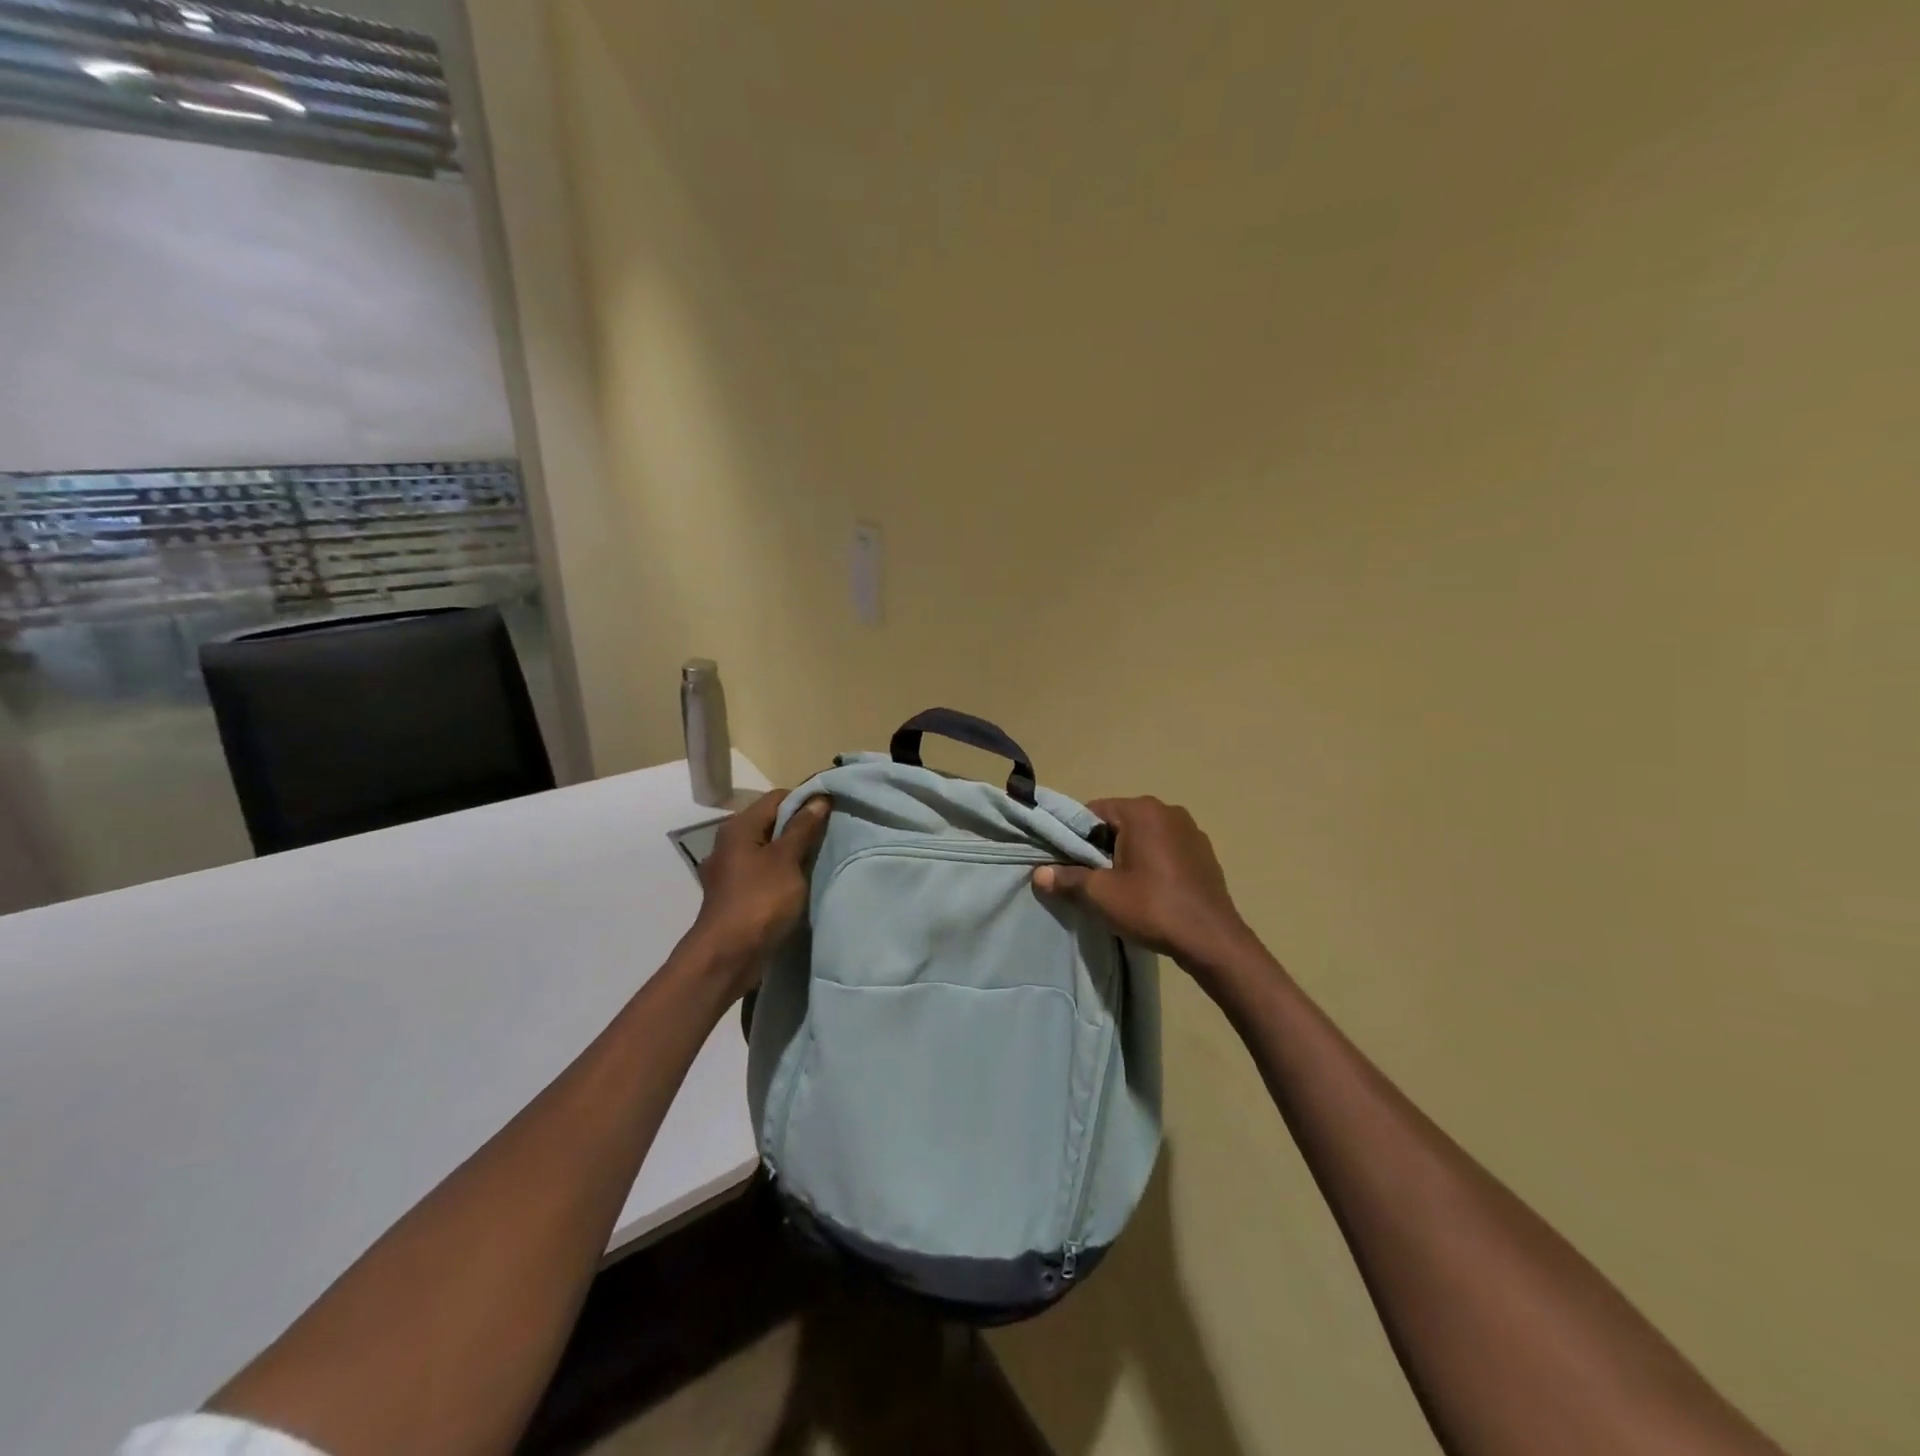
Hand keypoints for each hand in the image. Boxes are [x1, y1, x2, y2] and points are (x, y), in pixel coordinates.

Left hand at [686, 790, 830, 992]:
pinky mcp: (736, 893)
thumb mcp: (787, 860)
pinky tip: (800, 883)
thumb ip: (803, 828)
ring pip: (769, 849)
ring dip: (793, 852)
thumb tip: (818, 799)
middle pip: (772, 822)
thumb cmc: (759, 901)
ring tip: (820, 859)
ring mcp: (731, 870)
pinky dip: (782, 873)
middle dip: (801, 827)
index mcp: (739, 827)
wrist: (727, 956)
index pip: (777, 798)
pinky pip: (764, 871)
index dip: (805, 801)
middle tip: (830, 837)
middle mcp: (730, 843)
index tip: (832, 812)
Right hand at [1033, 797, 1257, 978]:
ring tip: (1122, 887)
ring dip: (1128, 855)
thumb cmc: (1152, 908)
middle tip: (1094, 879)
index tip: (1070, 864)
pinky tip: (1150, 891)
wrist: (1212, 940)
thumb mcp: (1101, 894)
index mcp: (1142, 811)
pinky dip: (1152, 862)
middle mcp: (1168, 810)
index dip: (1076, 837)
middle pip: (1119, 822)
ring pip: (1143, 836)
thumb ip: (1067, 879)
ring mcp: (1191, 830)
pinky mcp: (1204, 852)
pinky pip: (1165, 848)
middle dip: (1102, 846)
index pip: (1093, 812)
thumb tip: (1038, 874)